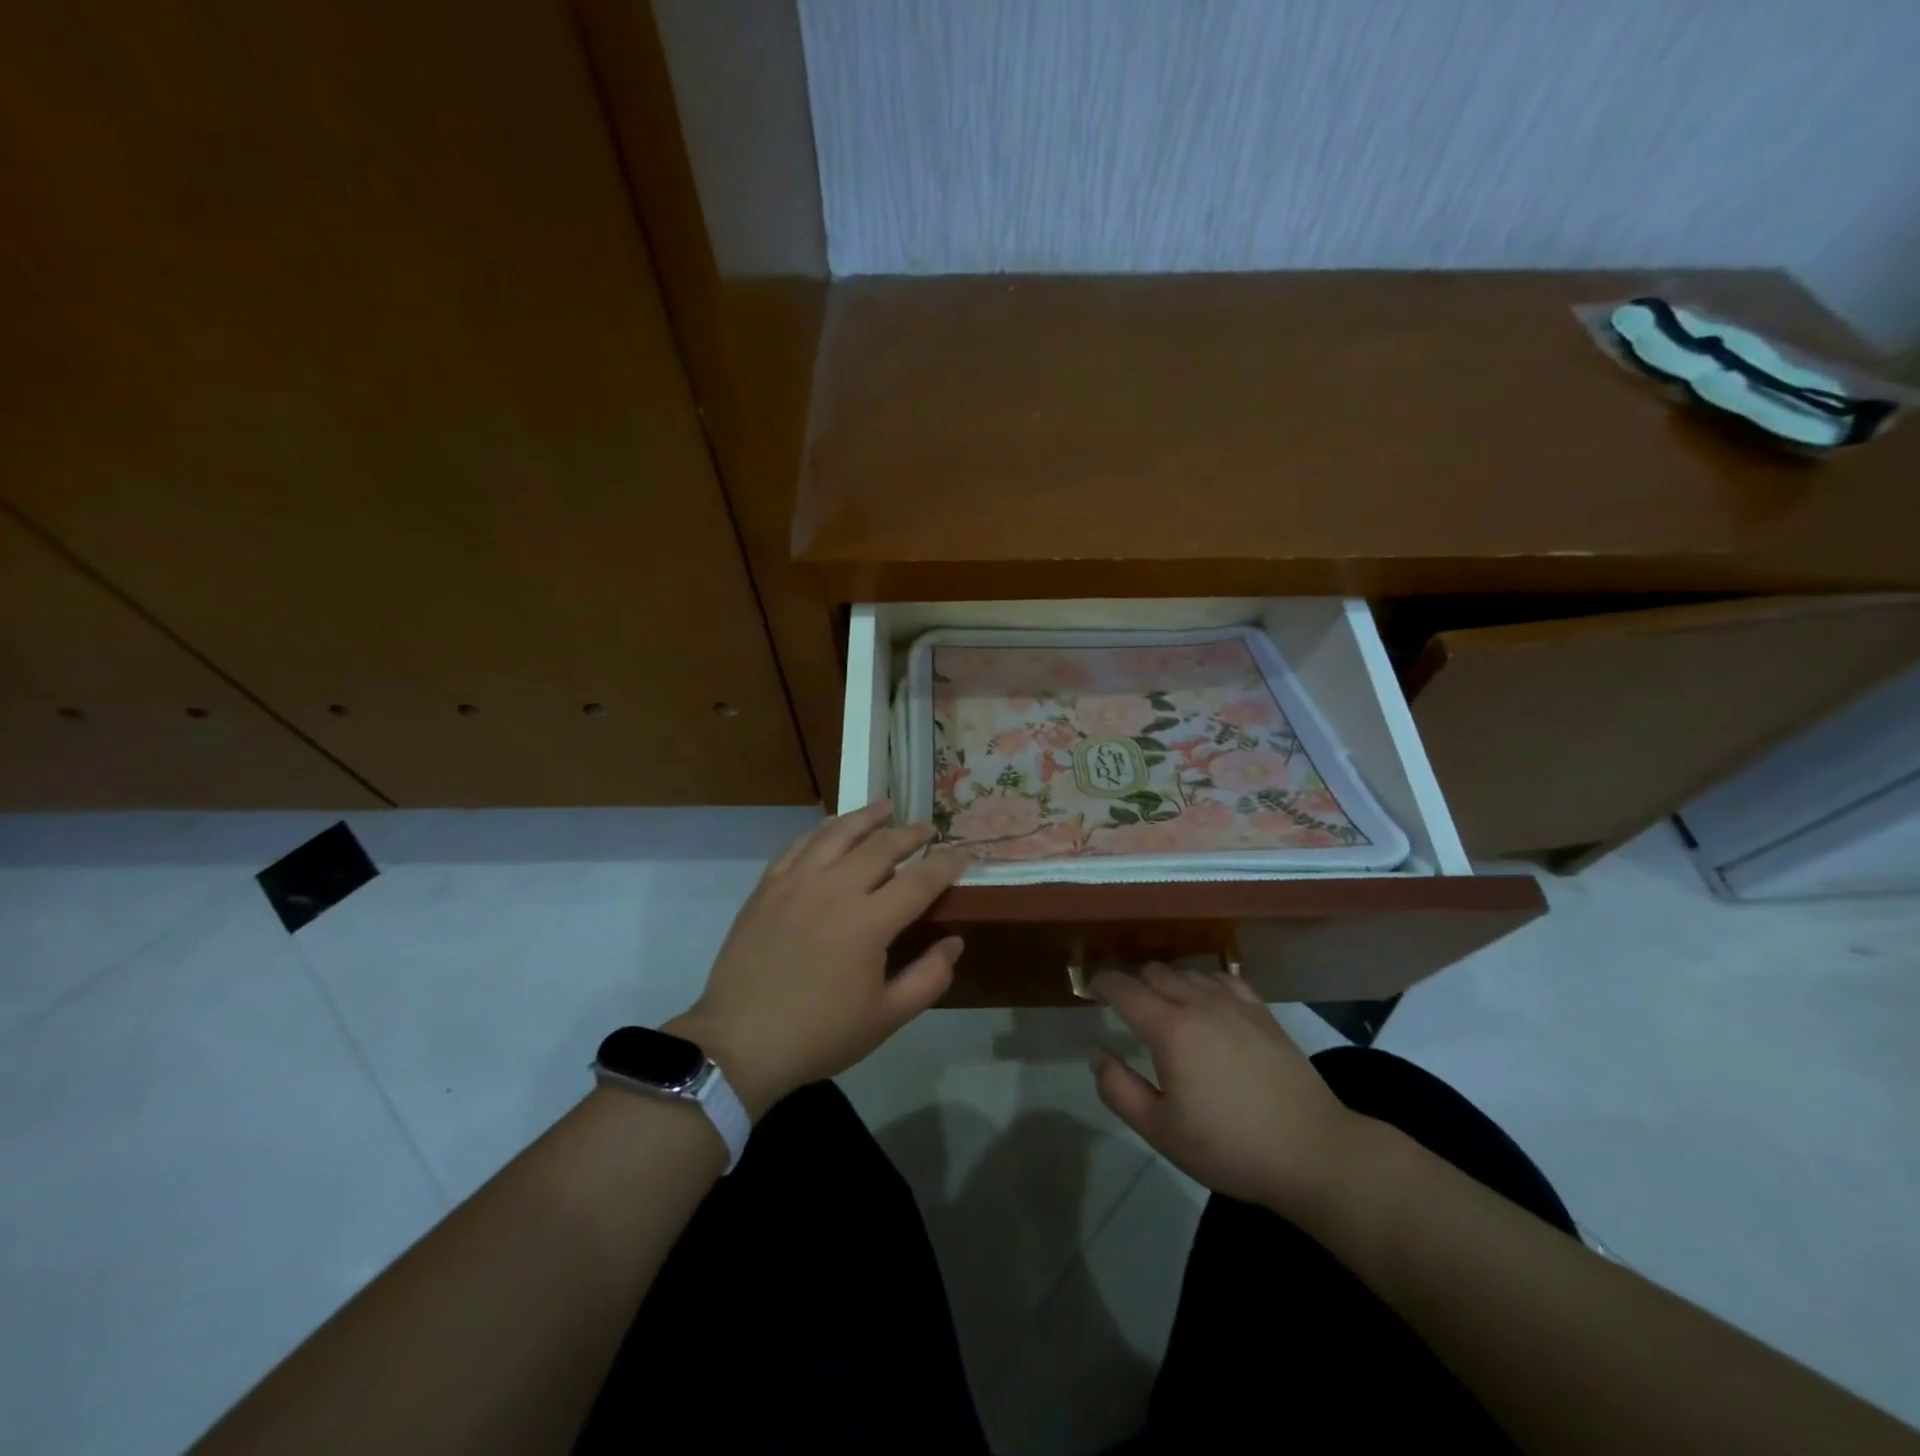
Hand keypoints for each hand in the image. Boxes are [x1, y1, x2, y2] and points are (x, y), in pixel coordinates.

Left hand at [667, 801, 965, 1120]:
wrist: (739, 1043)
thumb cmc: (819, 1034)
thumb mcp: (886, 1018)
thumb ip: (929, 978)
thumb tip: (955, 942)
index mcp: (868, 922)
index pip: (920, 879)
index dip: (947, 863)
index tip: (963, 854)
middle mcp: (835, 889)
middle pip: (881, 846)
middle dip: (910, 834)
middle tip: (928, 829)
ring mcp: (797, 883)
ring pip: (838, 833)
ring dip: (866, 817)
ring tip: (886, 807)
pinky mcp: (768, 887)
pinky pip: (800, 845)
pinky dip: (822, 830)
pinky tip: (832, 827)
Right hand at [1089, 967, 1359, 1215]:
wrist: (1313, 1151)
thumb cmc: (1230, 1147)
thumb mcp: (1161, 1130)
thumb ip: (1119, 1089)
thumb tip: (1097, 1054)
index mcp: (1169, 1029)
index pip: (1124, 989)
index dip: (1102, 983)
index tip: (1090, 989)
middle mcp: (1198, 1003)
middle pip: (1154, 972)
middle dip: (1132, 981)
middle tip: (1123, 1004)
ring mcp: (1234, 1003)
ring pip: (1188, 972)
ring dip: (1166, 981)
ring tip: (1161, 1003)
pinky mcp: (1262, 1012)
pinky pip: (1222, 979)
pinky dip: (1203, 982)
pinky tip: (1205, 999)